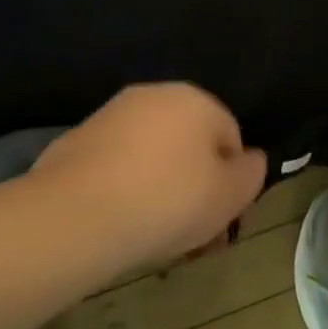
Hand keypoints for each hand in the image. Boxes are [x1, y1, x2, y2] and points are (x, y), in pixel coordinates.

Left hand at [34, 84, 267, 267]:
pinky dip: (124, 188)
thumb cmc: (168, 201)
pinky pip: (117, 166)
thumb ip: (251, 173)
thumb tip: (250, 158)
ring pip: (152, 155)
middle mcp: (153, 95)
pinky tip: (120, 222)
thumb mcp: (230, 195)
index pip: (230, 136)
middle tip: (191, 232)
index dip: (230, 180)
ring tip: (154, 233)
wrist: (76, 214)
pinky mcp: (77, 140)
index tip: (221, 218)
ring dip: (160, 187)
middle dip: (194, 184)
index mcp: (195, 99)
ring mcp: (111, 115)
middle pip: (188, 143)